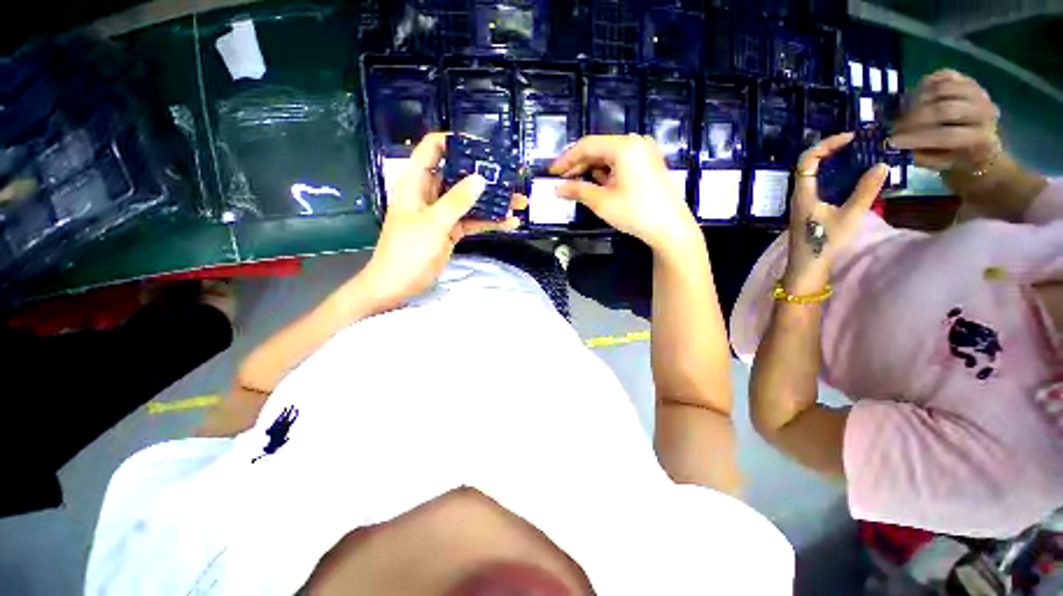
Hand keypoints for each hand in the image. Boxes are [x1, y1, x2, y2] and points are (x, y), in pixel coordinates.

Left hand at [362, 133, 523, 306]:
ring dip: (493, 201)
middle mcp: (431, 193)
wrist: (399, 285)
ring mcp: (443, 213)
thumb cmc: (408, 250)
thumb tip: (481, 179)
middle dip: (484, 175)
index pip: (433, 149)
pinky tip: (510, 222)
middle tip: (510, 177)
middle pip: (458, 174)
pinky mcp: (452, 230)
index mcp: (416, 182)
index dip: (455, 143)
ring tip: (520, 201)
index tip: (483, 148)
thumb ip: (457, 200)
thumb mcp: (433, 222)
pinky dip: (490, 221)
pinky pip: (473, 220)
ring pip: (470, 200)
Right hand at [549, 134, 699, 251]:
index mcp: (624, 146)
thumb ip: (577, 190)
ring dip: (590, 170)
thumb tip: (557, 188)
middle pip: (599, 149)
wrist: (670, 228)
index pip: (587, 145)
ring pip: (609, 157)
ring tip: (575, 185)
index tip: (551, 172)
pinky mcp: (648, 164)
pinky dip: (606, 173)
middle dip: (578, 165)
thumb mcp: (601, 202)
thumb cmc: (634, 212)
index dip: (566, 159)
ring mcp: (644, 153)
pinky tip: (595, 184)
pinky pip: (620, 163)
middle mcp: (635, 143)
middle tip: (561, 181)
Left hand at [785, 133, 887, 293]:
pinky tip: (848, 177)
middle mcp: (798, 195)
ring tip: (855, 155)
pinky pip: (816, 185)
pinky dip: (831, 175)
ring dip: (831, 162)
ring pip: (812, 174)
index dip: (826, 145)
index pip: (807, 160)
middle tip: (855, 144)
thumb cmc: (825, 242)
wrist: (806, 267)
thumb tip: (881, 165)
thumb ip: (865, 191)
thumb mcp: (849, 216)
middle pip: (808, 164)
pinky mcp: (806, 210)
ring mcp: (801, 203)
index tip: (849, 138)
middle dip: (830, 150)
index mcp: (803, 194)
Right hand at [888, 69, 1000, 171]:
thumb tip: (898, 145)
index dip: (918, 138)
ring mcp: (977, 92)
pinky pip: (942, 76)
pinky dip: (925, 85)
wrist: (978, 138)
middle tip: (895, 126)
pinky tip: (916, 97)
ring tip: (904, 112)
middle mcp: (983, 111)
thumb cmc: (956, 157)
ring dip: (917, 101)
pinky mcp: (967, 80)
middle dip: (915, 118)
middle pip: (944, 109)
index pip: (946, 136)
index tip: (893, 141)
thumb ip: (922, 155)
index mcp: (979, 137)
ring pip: (941, 90)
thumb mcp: (940, 163)